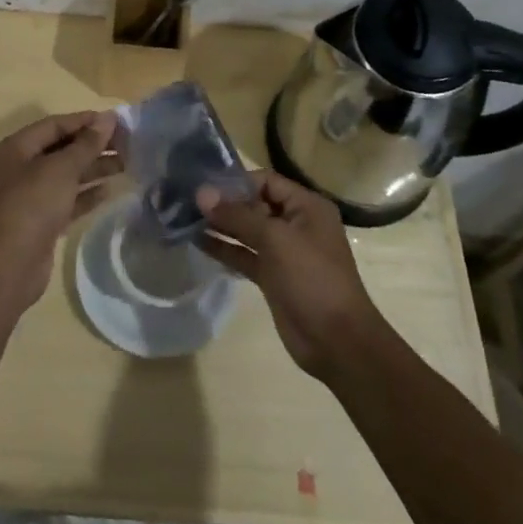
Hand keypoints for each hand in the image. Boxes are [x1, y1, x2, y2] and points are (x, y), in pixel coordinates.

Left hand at [0, 111, 119, 314]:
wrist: (8, 267)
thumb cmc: (31, 205)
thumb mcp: (61, 169)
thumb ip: (86, 144)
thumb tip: (108, 118)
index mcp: (16, 148)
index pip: (55, 125)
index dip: (85, 121)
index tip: (116, 121)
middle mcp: (20, 168)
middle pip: (61, 149)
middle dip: (93, 146)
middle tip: (127, 144)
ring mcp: (29, 197)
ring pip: (66, 176)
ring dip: (94, 169)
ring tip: (127, 165)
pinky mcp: (40, 222)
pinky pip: (67, 200)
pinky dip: (87, 195)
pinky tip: (111, 191)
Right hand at [196, 171, 384, 379]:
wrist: (336, 341)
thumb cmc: (312, 278)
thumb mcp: (275, 240)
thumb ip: (237, 215)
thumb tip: (202, 193)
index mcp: (307, 207)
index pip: (266, 181)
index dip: (236, 182)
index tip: (203, 186)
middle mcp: (296, 224)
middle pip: (255, 204)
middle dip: (225, 203)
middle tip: (188, 201)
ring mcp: (284, 252)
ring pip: (248, 231)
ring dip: (221, 225)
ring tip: (186, 218)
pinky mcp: (273, 277)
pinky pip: (245, 255)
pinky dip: (225, 249)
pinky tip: (198, 242)